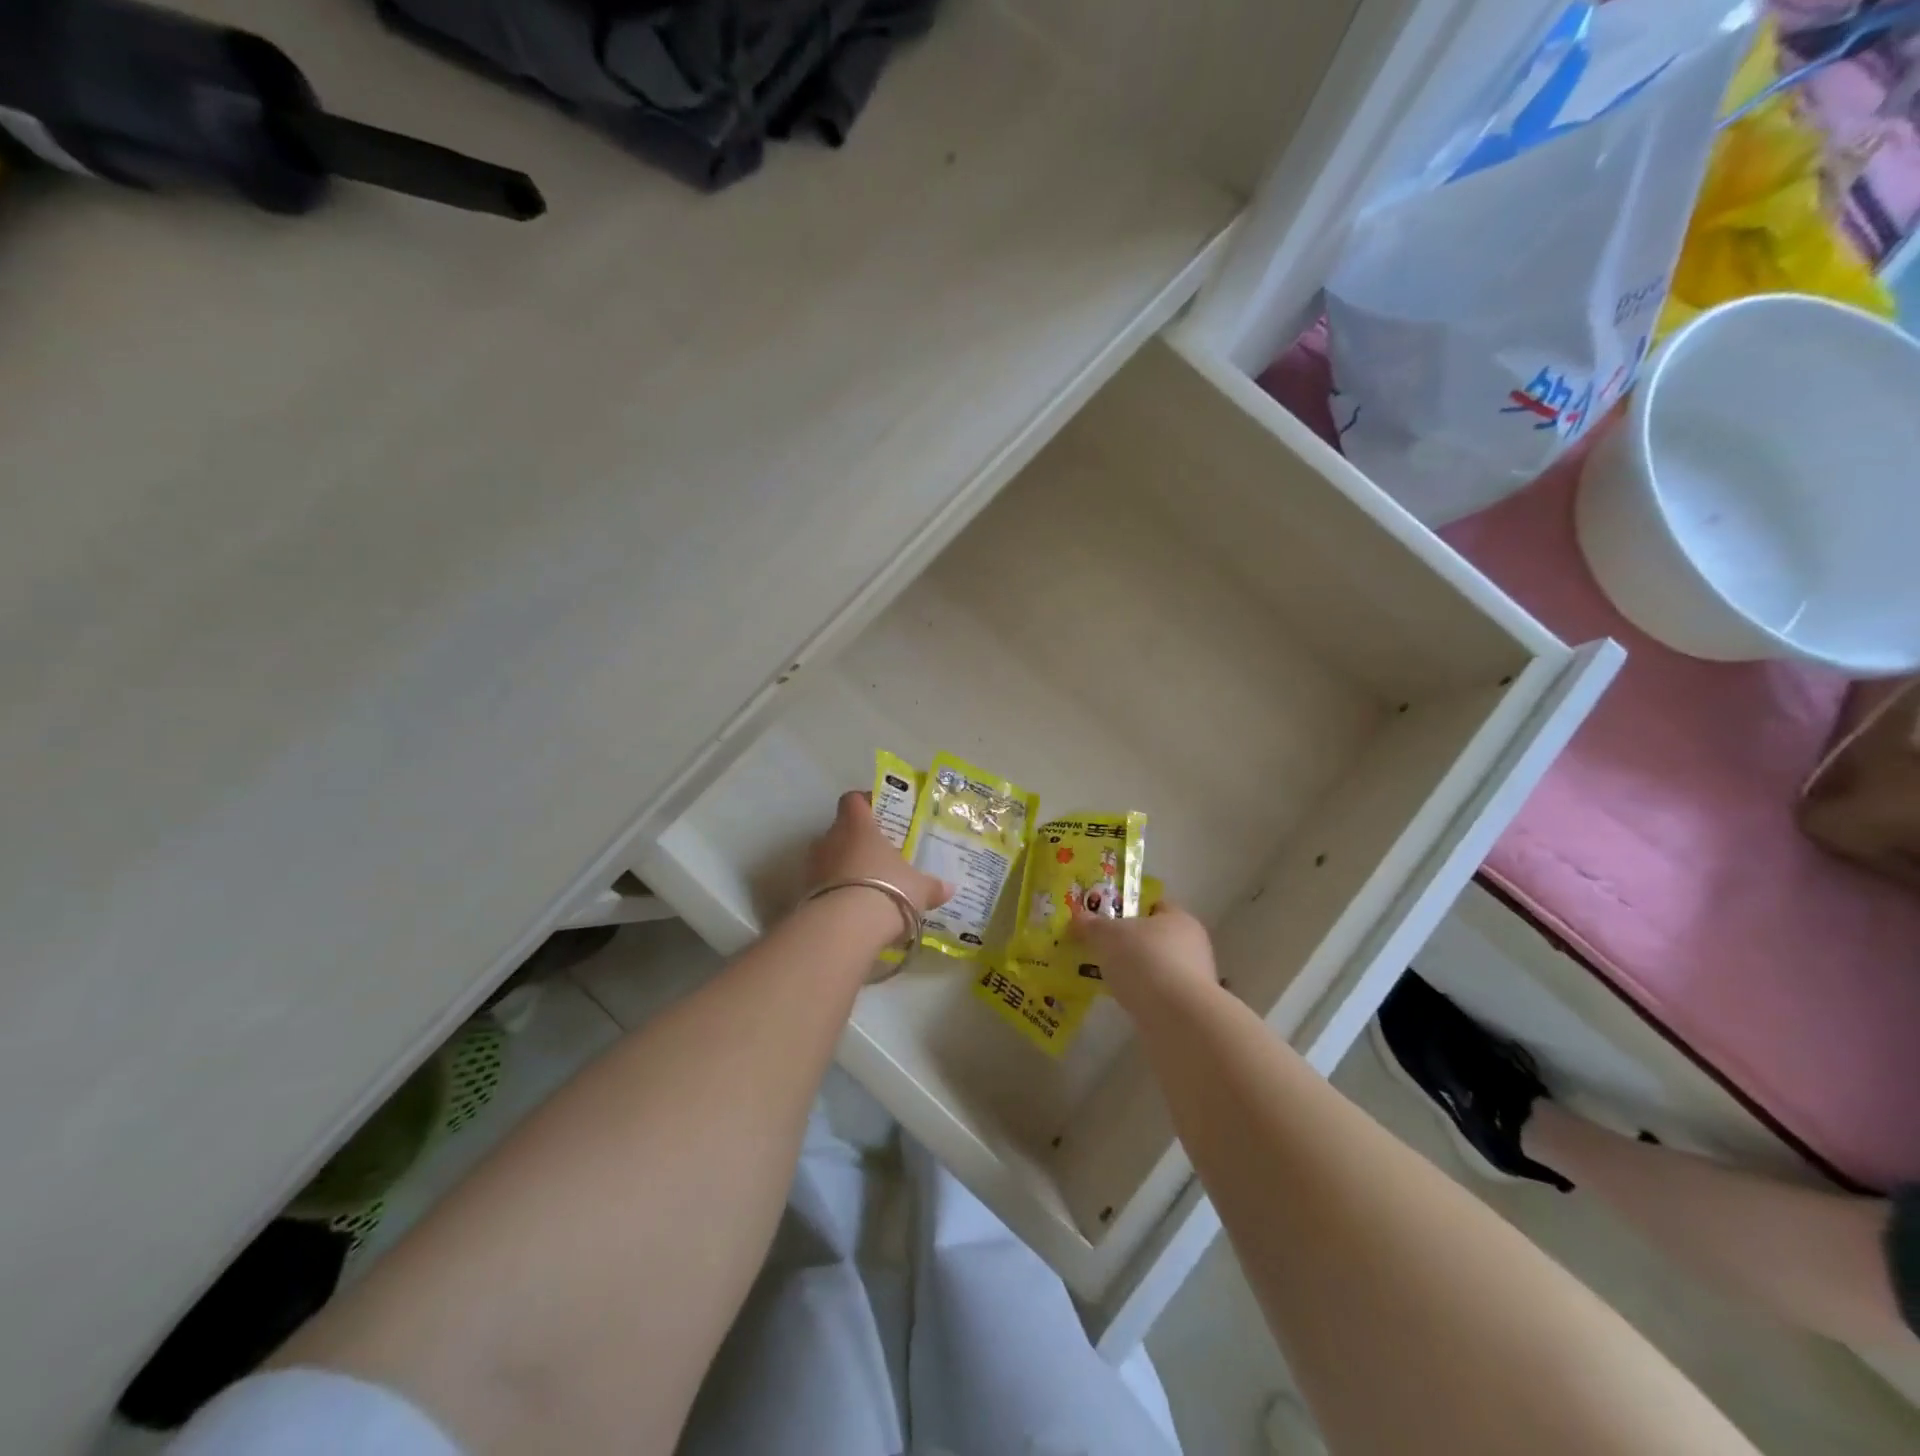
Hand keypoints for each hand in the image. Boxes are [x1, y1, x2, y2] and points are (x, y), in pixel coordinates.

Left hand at [805, 790, 953, 913]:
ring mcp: (813, 866)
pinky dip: (835, 893)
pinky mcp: (803, 893)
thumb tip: (948, 889)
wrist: (845, 928)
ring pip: (829, 858)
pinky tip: (853, 910)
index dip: (864, 803)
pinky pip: (822, 885)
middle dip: (857, 842)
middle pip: (841, 830)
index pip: (853, 800)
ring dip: (844, 868)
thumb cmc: (888, 889)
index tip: (879, 814)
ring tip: (867, 886)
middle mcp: (830, 838)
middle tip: (879, 856)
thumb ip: (932, 886)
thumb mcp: (918, 888)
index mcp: (857, 825)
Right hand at [1069, 899, 1217, 1008]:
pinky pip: (1158, 993)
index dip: (1129, 909)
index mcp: (1178, 918)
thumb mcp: (1107, 935)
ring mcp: (1194, 978)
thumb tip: (1080, 917)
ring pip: (1156, 966)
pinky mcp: (1189, 1008)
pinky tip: (1121, 1000)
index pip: (1153, 906)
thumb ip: (1092, 925)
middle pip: (1154, 937)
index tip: (1105, 919)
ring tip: (1105, 977)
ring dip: (1135, 971)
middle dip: (1128, 943)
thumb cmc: (1144, 960)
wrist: (1177, 1018)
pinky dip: (1141, 994)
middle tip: (1100, 948)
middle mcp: (1192, 944)